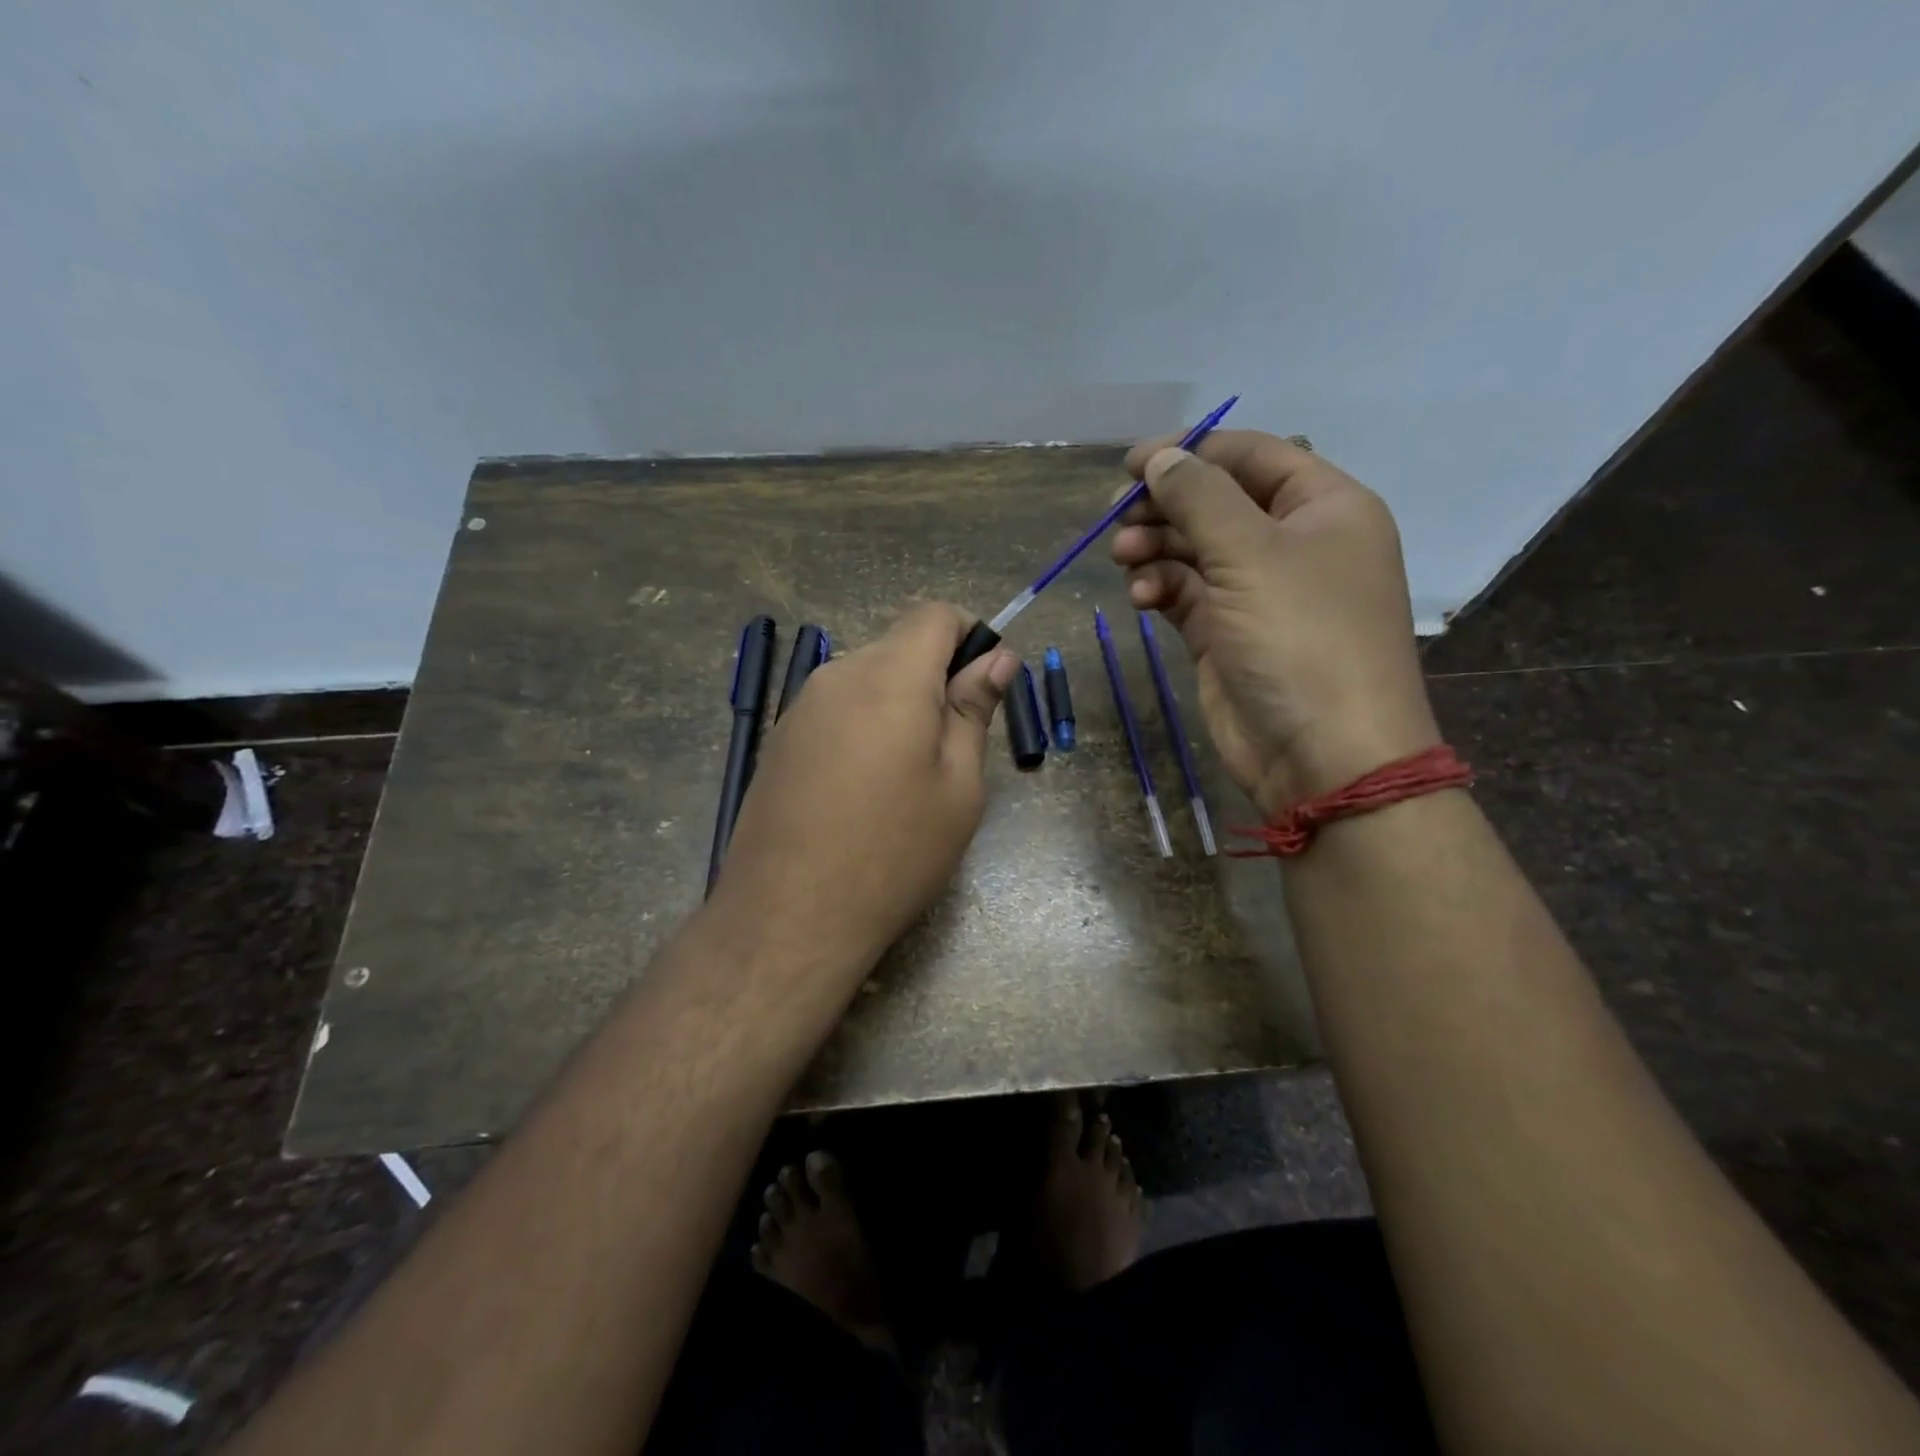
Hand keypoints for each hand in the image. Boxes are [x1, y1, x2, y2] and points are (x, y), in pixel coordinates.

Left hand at [709, 603, 1016, 1001]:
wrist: (788, 917)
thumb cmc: (894, 852)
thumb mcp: (958, 786)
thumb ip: (974, 709)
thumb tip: (997, 658)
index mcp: (890, 677)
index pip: (934, 614)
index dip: (969, 636)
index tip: (984, 686)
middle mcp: (838, 675)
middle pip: (899, 646)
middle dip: (936, 676)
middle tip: (953, 747)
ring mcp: (800, 706)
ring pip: (867, 678)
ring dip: (899, 704)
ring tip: (907, 777)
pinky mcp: (780, 739)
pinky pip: (837, 708)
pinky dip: (865, 725)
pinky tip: (864, 789)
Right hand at [1111, 432, 1437, 814]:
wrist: (1323, 754)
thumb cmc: (1301, 638)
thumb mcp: (1251, 553)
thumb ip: (1199, 497)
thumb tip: (1159, 458)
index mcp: (1324, 508)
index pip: (1252, 456)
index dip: (1192, 451)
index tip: (1131, 463)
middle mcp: (1294, 544)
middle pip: (1218, 503)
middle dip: (1167, 506)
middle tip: (1119, 517)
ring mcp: (1259, 592)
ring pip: (1195, 549)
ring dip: (1156, 547)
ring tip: (1123, 557)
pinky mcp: (1227, 634)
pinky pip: (1186, 594)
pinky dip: (1160, 589)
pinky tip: (1141, 598)